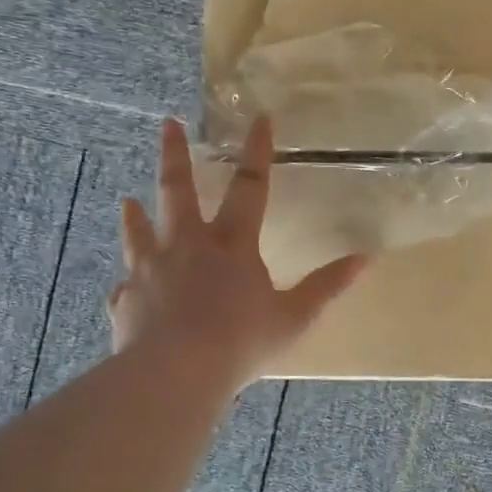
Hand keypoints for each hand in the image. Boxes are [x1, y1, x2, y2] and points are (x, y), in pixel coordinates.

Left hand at [107, 116, 364, 387]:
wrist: (175, 373)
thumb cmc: (242, 342)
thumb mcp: (295, 316)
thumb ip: (328, 286)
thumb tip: (365, 258)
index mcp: (232, 245)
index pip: (250, 187)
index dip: (257, 151)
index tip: (259, 117)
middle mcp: (187, 246)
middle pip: (178, 190)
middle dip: (174, 155)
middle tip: (167, 125)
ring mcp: (150, 269)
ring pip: (140, 230)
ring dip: (136, 213)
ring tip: (127, 199)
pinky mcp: (126, 297)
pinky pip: (126, 284)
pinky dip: (128, 282)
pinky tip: (125, 286)